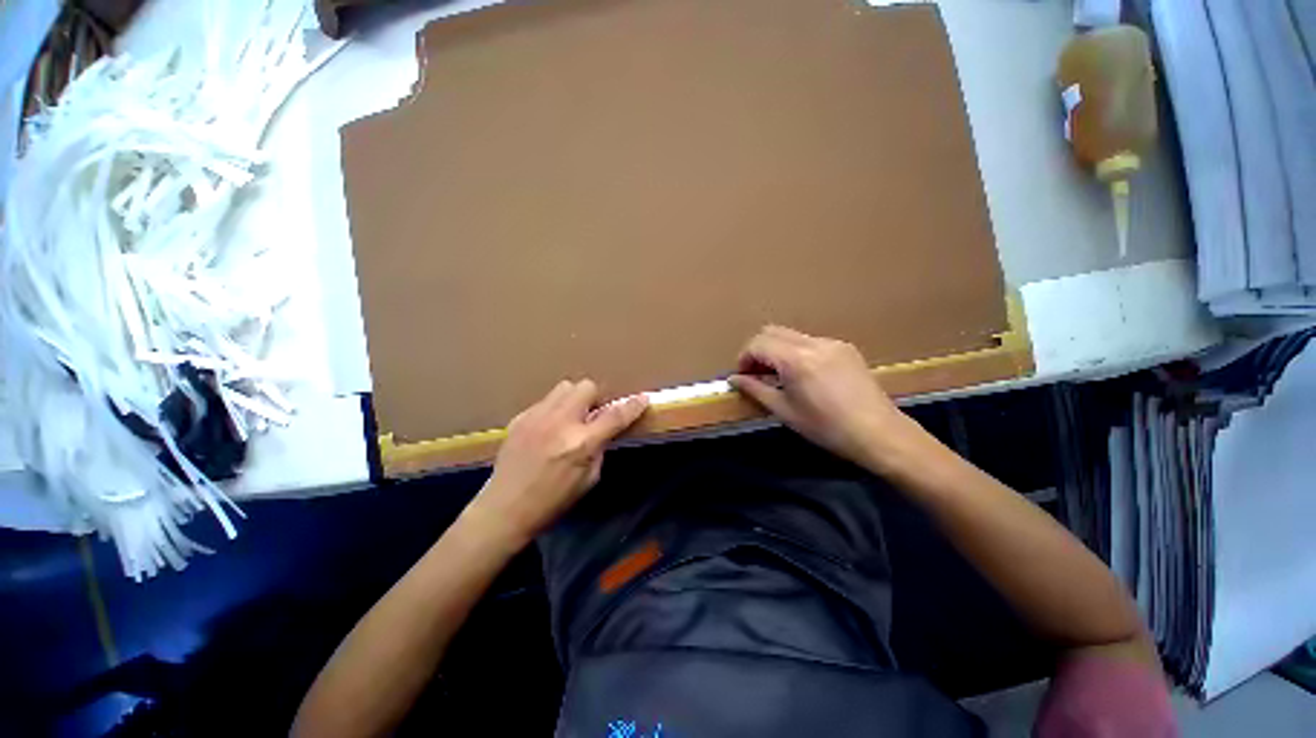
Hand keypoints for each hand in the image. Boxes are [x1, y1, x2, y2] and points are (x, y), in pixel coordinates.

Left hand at [470, 380, 648, 547]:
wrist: (504, 509)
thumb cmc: (552, 501)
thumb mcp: (588, 480)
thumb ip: (599, 448)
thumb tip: (603, 430)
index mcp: (581, 443)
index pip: (615, 416)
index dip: (632, 406)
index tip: (643, 398)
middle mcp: (560, 423)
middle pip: (586, 387)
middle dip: (596, 398)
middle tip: (593, 415)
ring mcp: (537, 417)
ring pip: (565, 387)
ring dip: (574, 399)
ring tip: (571, 418)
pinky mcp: (520, 418)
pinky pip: (545, 401)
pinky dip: (554, 410)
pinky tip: (549, 429)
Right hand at [729, 326, 911, 468]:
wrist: (879, 433)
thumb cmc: (826, 427)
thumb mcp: (784, 411)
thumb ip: (755, 389)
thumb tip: (734, 379)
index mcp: (796, 359)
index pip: (758, 343)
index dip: (744, 358)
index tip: (742, 376)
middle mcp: (812, 343)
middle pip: (771, 331)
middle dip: (758, 350)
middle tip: (756, 374)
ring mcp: (831, 342)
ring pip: (791, 334)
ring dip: (776, 349)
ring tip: (778, 376)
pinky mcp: (845, 348)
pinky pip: (810, 341)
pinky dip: (796, 351)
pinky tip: (802, 375)